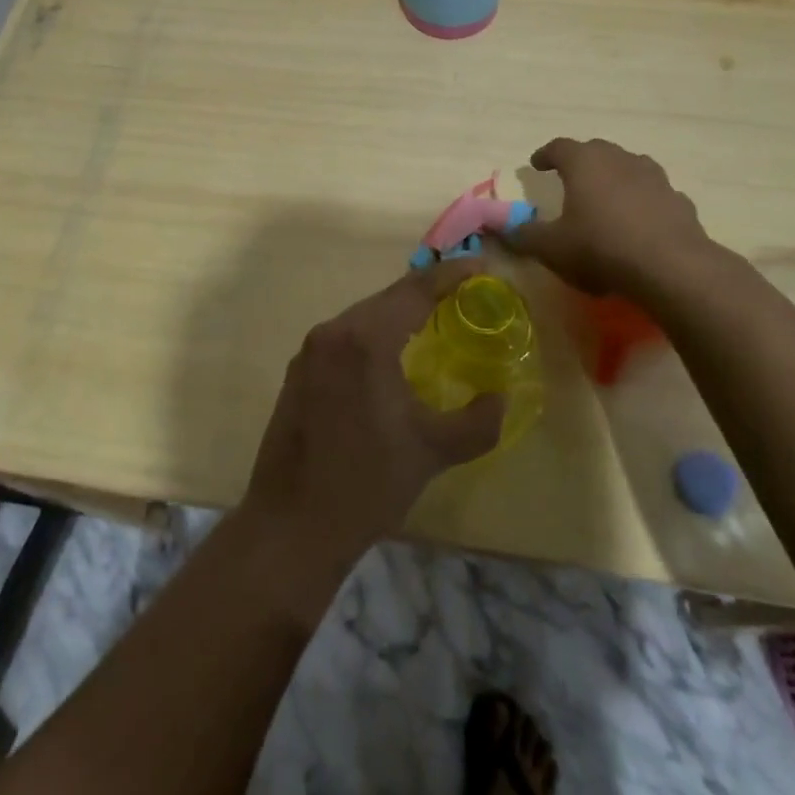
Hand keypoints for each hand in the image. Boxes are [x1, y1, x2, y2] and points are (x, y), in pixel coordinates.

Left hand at [244, 263, 503, 566]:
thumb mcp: (433, 451)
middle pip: (387, 299)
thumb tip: (502, 397)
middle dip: (426, 295)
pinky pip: (343, 339)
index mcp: (366, 338)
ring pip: (363, 318)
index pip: (415, 290)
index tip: (480, 267)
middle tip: (462, 297)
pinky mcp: (297, 373)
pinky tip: (388, 360)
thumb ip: (478, 421)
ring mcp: (309, 351)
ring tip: (431, 324)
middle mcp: (333, 331)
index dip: (451, 276)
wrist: (291, 526)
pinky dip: (372, 337)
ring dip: (397, 316)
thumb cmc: (367, 483)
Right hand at [505, 137, 715, 300]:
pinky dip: (643, 201)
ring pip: (629, 166)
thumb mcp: (552, 247)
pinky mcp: (679, 199)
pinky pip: (654, 193)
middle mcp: (619, 159)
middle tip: (570, 179)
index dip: (545, 155)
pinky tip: (640, 222)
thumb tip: (503, 229)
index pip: (558, 147)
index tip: (536, 165)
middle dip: (581, 162)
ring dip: (615, 177)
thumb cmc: (600, 247)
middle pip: (595, 150)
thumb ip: (524, 235)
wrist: (671, 267)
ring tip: (606, 197)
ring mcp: (653, 177)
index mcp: (583, 163)